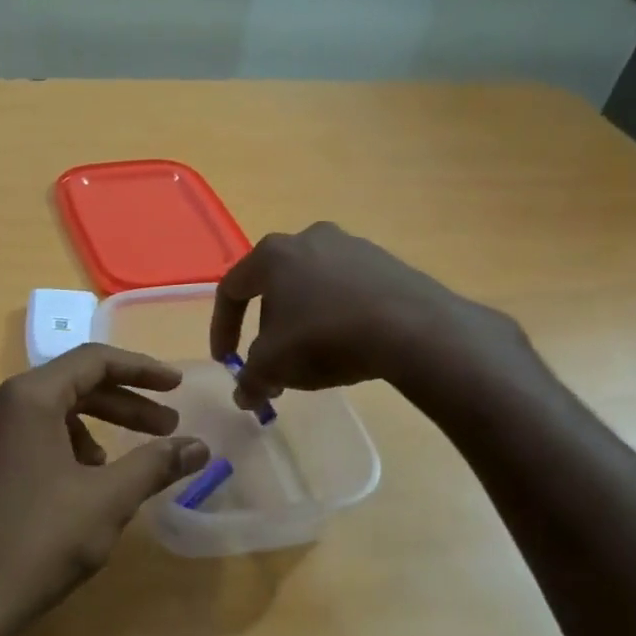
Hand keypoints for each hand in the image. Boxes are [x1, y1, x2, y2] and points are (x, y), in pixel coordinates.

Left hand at [0, 345, 209, 635]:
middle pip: (71, 385)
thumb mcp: (108, 500)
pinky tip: (80, 488)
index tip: (178, 387)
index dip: (142, 370)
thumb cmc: (39, 541)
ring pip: (48, 414)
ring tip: (120, 469)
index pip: (93, 361)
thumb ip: (155, 464)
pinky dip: (62, 449)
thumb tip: (199, 447)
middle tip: (167, 428)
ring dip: (93, 430)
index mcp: (27, 398)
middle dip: (124, 405)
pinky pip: (26, 438)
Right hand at [209, 222, 534, 411]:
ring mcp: (352, 246)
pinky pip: (346, 290)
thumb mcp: (274, 366)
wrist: (413, 329)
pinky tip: (347, 344)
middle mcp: (308, 239)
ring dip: (302, 322)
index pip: (231, 290)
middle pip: (273, 287)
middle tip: (271, 362)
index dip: (222, 328)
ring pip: (311, 287)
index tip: (225, 360)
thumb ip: (250, 380)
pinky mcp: (387, 262)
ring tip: (310, 357)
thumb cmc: (325, 337)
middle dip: (266, 328)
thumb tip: (244, 396)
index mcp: (272, 254)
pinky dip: (336, 316)